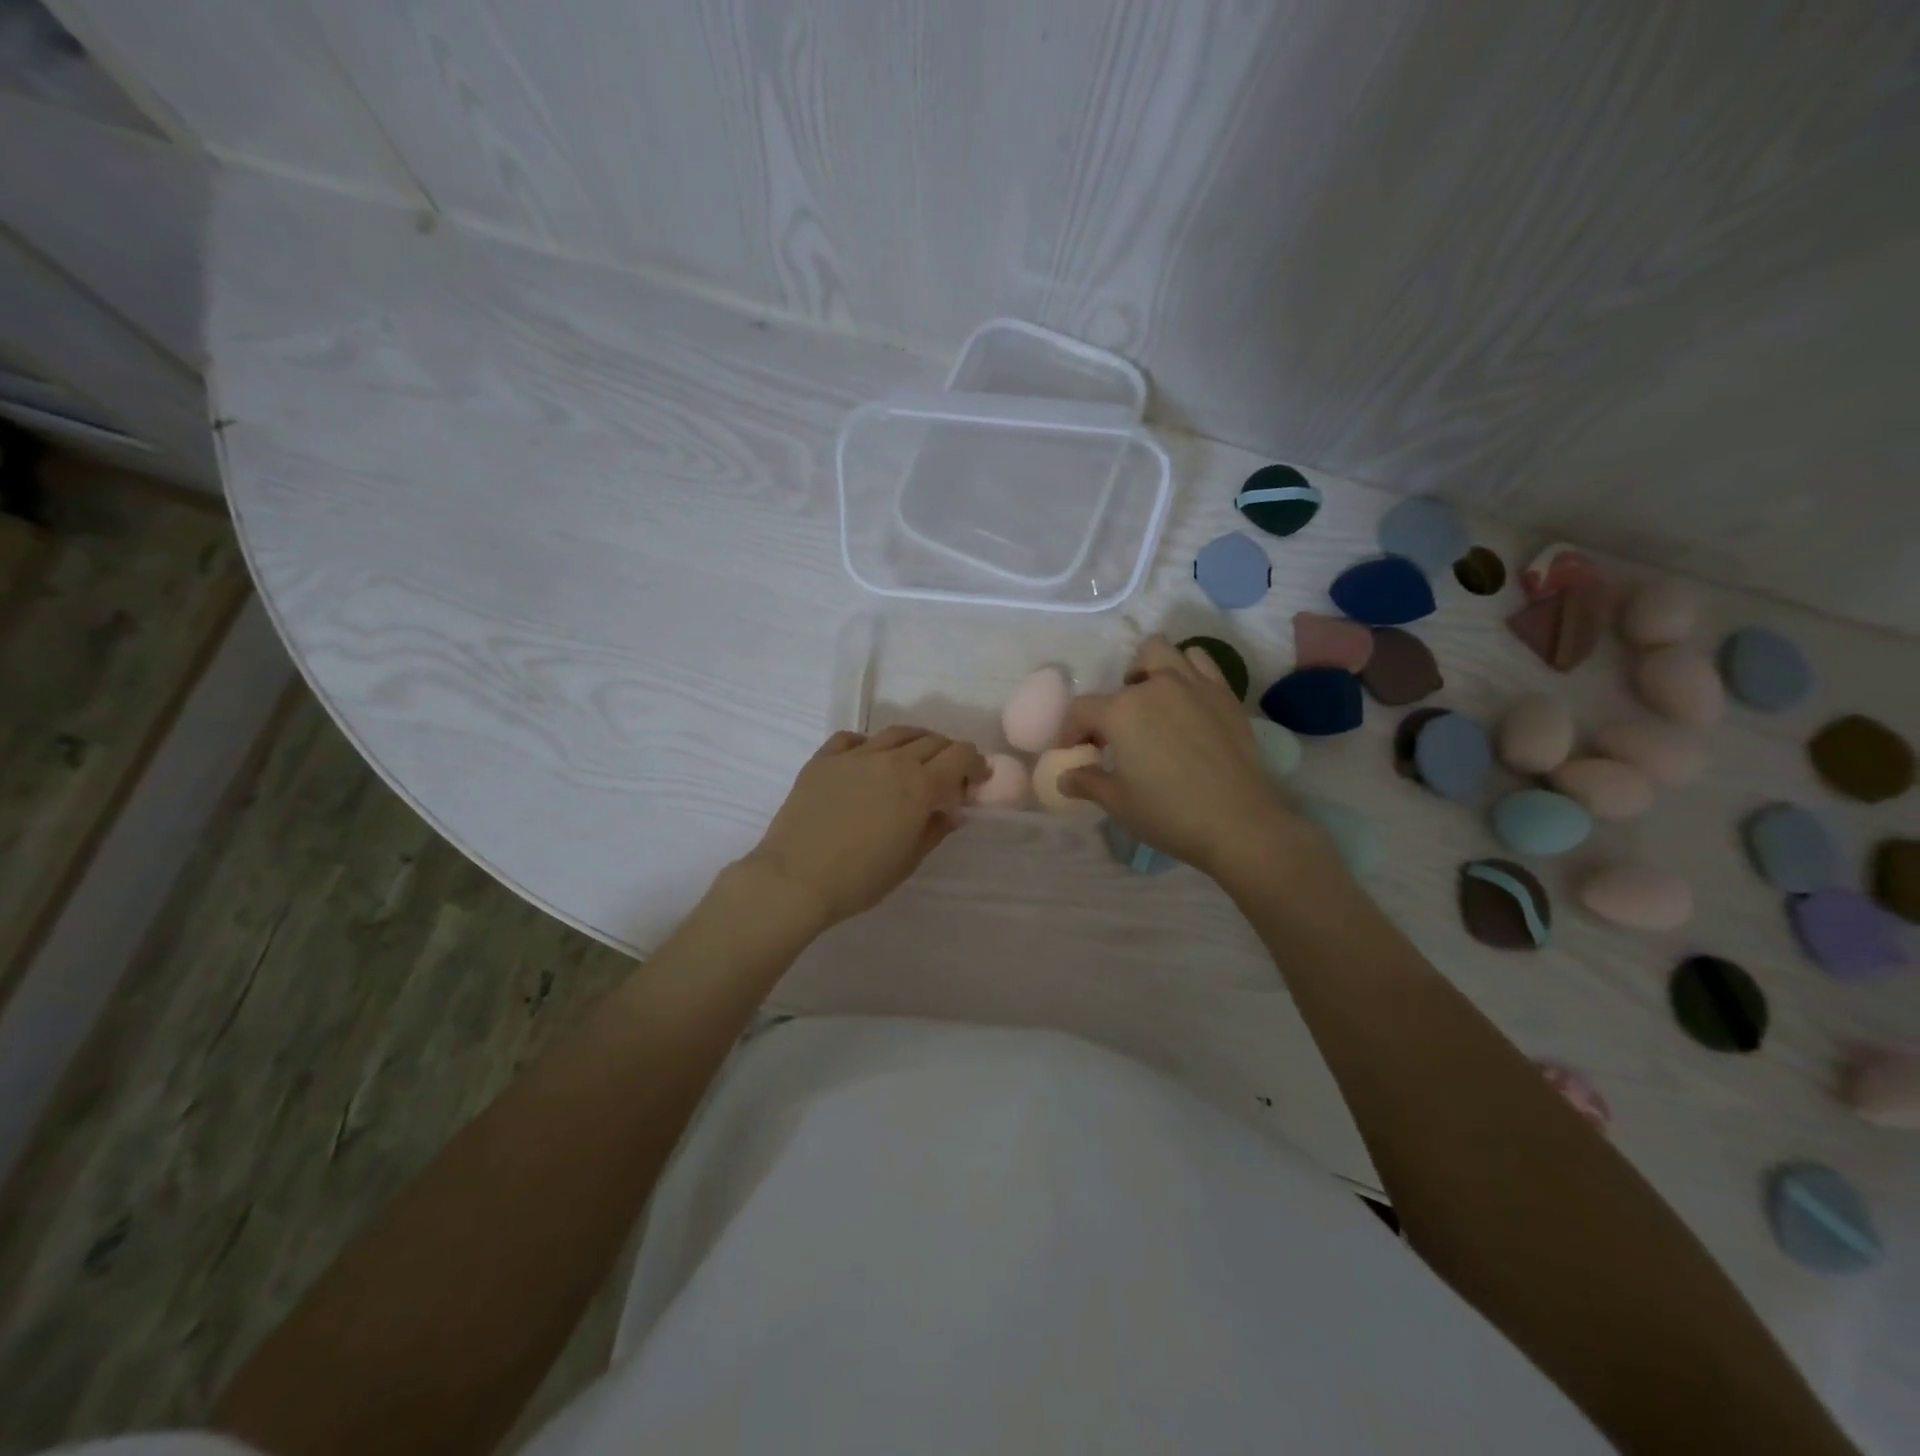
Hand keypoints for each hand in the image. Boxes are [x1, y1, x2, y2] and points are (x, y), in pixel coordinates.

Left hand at [740, 725, 986, 930]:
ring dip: (914, 742)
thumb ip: (935, 829)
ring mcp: (855, 755)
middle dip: (948, 753)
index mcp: (919, 785)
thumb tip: (952, 811)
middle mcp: (891, 760)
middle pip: (931, 740)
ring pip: (896, 733)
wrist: (795, 879)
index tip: (977, 778)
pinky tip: (868, 759)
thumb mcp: (909, 860)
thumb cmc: (859, 879)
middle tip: (948, 773)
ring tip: (913, 759)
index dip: (974, 763)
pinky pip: (853, 739)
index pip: (959, 755)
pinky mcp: (824, 759)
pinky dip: (869, 744)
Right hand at [1058, 636, 1310, 877]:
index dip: (1071, 732)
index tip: (1074, 753)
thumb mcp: (1118, 802)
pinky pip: (1201, 662)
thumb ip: (1087, 782)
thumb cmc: (1168, 813)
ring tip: (1151, 704)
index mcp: (1121, 711)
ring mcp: (1193, 685)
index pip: (1082, 710)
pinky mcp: (1224, 694)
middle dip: (1114, 701)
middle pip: (1123, 677)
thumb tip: (1065, 777)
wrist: (1238, 822)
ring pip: (1162, 653)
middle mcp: (1155, 686)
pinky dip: (1187, 671)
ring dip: (1149, 672)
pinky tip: (1186, 701)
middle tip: (1118, 733)